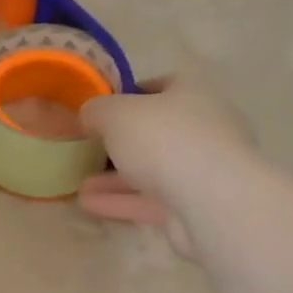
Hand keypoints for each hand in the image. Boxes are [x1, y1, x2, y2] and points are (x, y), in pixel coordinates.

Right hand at [77, 75, 253, 260]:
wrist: (212, 201)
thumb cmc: (164, 139)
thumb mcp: (115, 113)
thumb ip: (96, 111)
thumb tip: (88, 116)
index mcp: (193, 94)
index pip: (164, 85)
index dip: (131, 93)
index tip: (103, 108)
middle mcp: (204, 129)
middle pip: (157, 131)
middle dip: (121, 142)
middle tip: (90, 148)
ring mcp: (202, 170)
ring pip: (153, 170)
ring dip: (116, 177)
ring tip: (79, 183)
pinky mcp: (196, 206)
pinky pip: (152, 200)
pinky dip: (122, 201)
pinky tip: (89, 204)